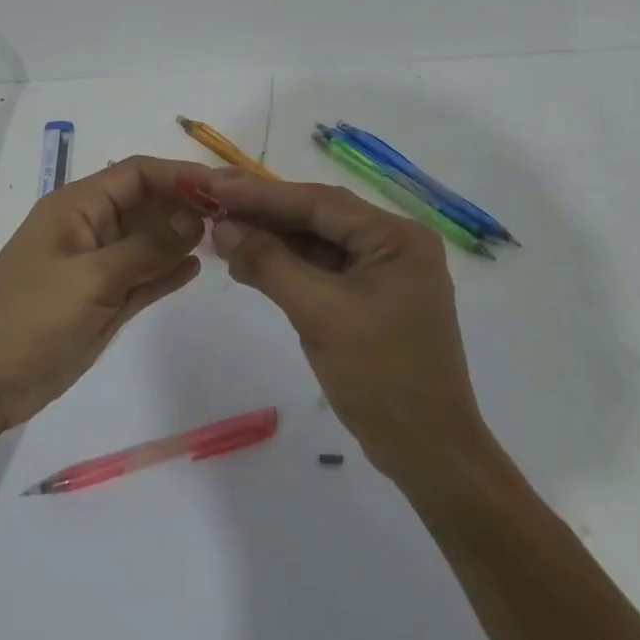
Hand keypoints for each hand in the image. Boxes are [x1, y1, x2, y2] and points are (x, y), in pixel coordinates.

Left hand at [0, 155, 213, 433]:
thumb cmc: (29, 318)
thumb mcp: (90, 278)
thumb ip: (145, 248)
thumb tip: (195, 219)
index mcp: (77, 207)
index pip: (136, 174)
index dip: (179, 175)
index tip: (222, 187)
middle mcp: (90, 228)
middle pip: (145, 204)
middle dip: (184, 205)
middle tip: (233, 217)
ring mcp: (96, 266)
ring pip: (147, 241)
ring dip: (179, 238)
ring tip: (224, 239)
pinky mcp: (102, 301)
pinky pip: (142, 276)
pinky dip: (166, 270)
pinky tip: (196, 268)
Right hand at [205, 170, 492, 481]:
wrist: (428, 454)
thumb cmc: (381, 377)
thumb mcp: (319, 314)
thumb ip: (269, 263)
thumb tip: (222, 226)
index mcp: (396, 237)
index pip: (319, 202)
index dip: (262, 193)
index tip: (214, 185)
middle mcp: (394, 244)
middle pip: (318, 217)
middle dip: (264, 213)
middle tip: (212, 202)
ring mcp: (384, 273)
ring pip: (317, 243)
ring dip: (271, 240)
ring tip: (221, 233)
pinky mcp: (370, 299)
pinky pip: (322, 270)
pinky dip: (286, 267)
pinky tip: (248, 263)